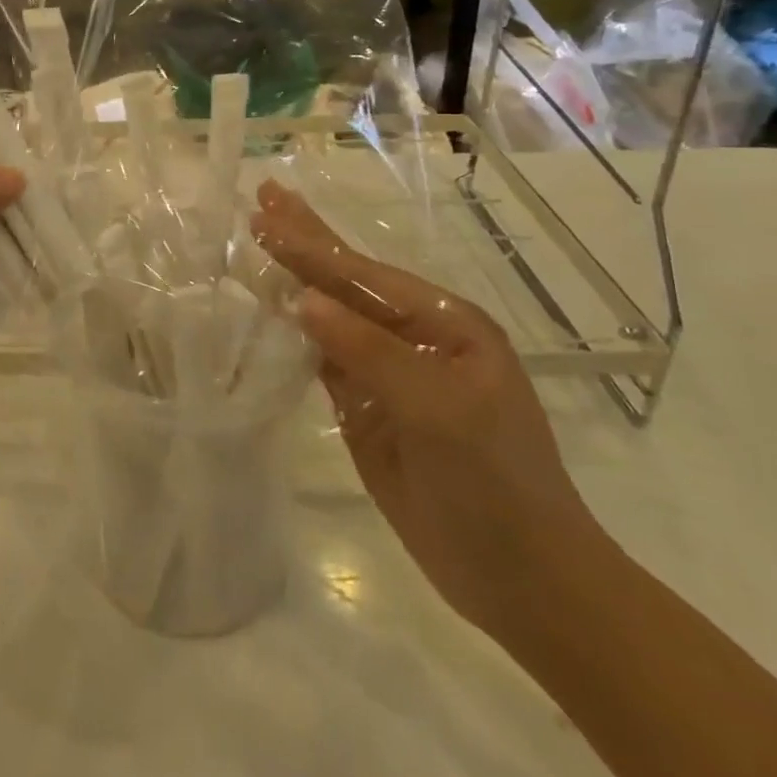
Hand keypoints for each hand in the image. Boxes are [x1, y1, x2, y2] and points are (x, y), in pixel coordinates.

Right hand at [250, 180, 602, 636]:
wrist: (521, 579)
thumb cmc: (494, 482)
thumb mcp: (438, 408)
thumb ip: (368, 350)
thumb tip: (302, 299)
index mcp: (444, 324)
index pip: (363, 275)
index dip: (311, 244)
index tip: (265, 211)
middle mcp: (413, 338)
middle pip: (346, 282)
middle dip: (303, 240)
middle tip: (263, 197)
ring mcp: (387, 373)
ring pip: (328, 317)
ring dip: (291, 281)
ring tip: (256, 242)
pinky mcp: (365, 408)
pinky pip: (320, 359)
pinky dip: (291, 333)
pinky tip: (269, 308)